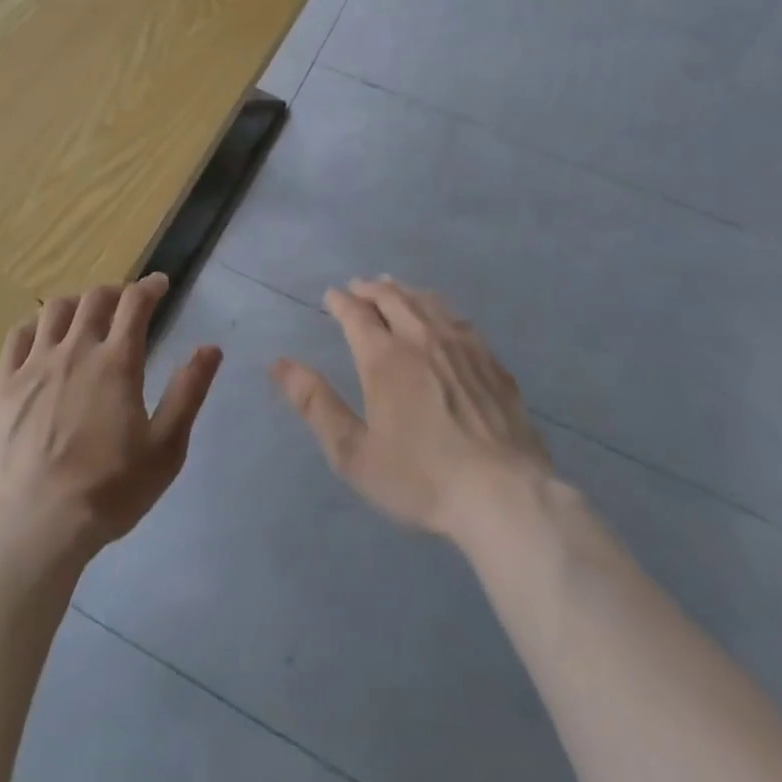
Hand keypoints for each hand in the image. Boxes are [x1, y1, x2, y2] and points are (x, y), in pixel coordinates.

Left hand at [0, 273, 221, 560]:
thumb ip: (188, 392)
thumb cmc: (109, 490)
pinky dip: (36, 324)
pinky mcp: (4, 384)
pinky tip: (42, 335)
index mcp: (116, 363)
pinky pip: (18, 335)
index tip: (160, 284)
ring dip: (76, 303)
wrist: (36, 525)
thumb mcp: (165, 448)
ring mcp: (34, 364)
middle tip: (125, 303)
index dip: (150, 287)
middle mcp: (75, 350)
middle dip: (115, 292)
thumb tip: (210, 348)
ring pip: (55, 310)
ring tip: (85, 315)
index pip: (135, 304)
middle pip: (94, 299)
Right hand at [271, 277, 550, 543]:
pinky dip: (440, 309)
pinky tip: (443, 317)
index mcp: (383, 357)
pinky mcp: (491, 362)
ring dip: (405, 291)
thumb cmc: (421, 477)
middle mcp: (421, 338)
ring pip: (427, 302)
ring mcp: (461, 347)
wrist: (504, 496)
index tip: (331, 295)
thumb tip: (278, 364)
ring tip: (394, 288)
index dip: (340, 301)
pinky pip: (459, 320)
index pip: (356, 313)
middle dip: (370, 289)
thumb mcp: (354, 452)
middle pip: (392, 298)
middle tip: (359, 286)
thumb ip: (315, 404)